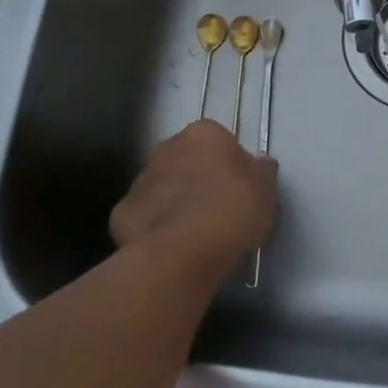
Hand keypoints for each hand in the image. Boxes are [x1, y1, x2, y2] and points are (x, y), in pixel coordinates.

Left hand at [110, 121, 277, 271]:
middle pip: (185, 159)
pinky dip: (155, 226)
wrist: (183, 252)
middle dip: (197, 177)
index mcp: (203, 134)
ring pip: (162, 187)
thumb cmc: (232, 209)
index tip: (239, 187)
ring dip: (175, 201)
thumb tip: (259, 164)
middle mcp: (167, 148)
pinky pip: (144, 216)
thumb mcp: (266, 189)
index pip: (218, 140)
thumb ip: (261, 171)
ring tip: (194, 232)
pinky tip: (171, 245)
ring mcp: (140, 180)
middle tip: (217, 207)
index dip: (229, 163)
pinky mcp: (121, 214)